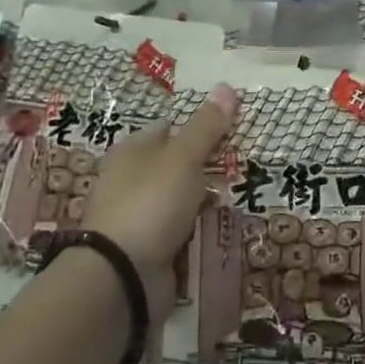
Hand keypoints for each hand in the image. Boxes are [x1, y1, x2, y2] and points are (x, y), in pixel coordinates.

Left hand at [82, 85, 236, 319]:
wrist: (121, 277)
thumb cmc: (150, 203)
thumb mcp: (183, 158)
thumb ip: (206, 126)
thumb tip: (227, 86)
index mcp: (132, 151)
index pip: (169, 128)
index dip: (199, 125)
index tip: (232, 128)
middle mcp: (131, 181)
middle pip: (176, 165)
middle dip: (206, 167)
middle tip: (243, 164)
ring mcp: (139, 218)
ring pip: (180, 200)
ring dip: (204, 201)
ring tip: (240, 196)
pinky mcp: (148, 250)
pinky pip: (180, 232)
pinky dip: (198, 231)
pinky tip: (221, 228)